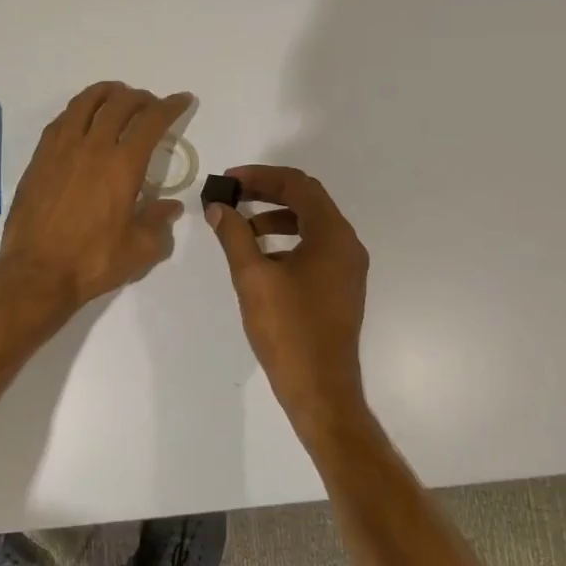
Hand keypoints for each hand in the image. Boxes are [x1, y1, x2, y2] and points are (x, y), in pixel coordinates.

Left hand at [0, 82, 191, 308]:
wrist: (36, 273)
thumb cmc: (92, 262)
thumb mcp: (140, 249)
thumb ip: (159, 223)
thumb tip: (170, 207)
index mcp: (122, 165)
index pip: (151, 121)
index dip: (170, 106)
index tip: (182, 100)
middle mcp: (92, 147)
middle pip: (118, 104)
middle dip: (140, 98)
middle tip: (150, 104)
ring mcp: (60, 150)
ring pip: (85, 104)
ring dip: (106, 93)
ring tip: (117, 96)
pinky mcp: (39, 159)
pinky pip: (60, 121)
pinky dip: (78, 110)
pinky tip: (82, 119)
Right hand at [206, 165, 369, 423]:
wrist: (320, 388)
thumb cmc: (287, 330)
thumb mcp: (253, 278)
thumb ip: (234, 236)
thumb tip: (218, 207)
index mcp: (332, 235)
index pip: (298, 186)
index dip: (261, 177)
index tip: (228, 181)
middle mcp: (347, 244)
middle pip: (307, 200)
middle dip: (267, 192)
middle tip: (231, 196)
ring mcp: (347, 267)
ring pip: (311, 224)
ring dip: (275, 216)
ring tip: (240, 227)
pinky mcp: (341, 286)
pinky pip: (315, 247)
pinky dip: (287, 240)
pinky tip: (261, 257)